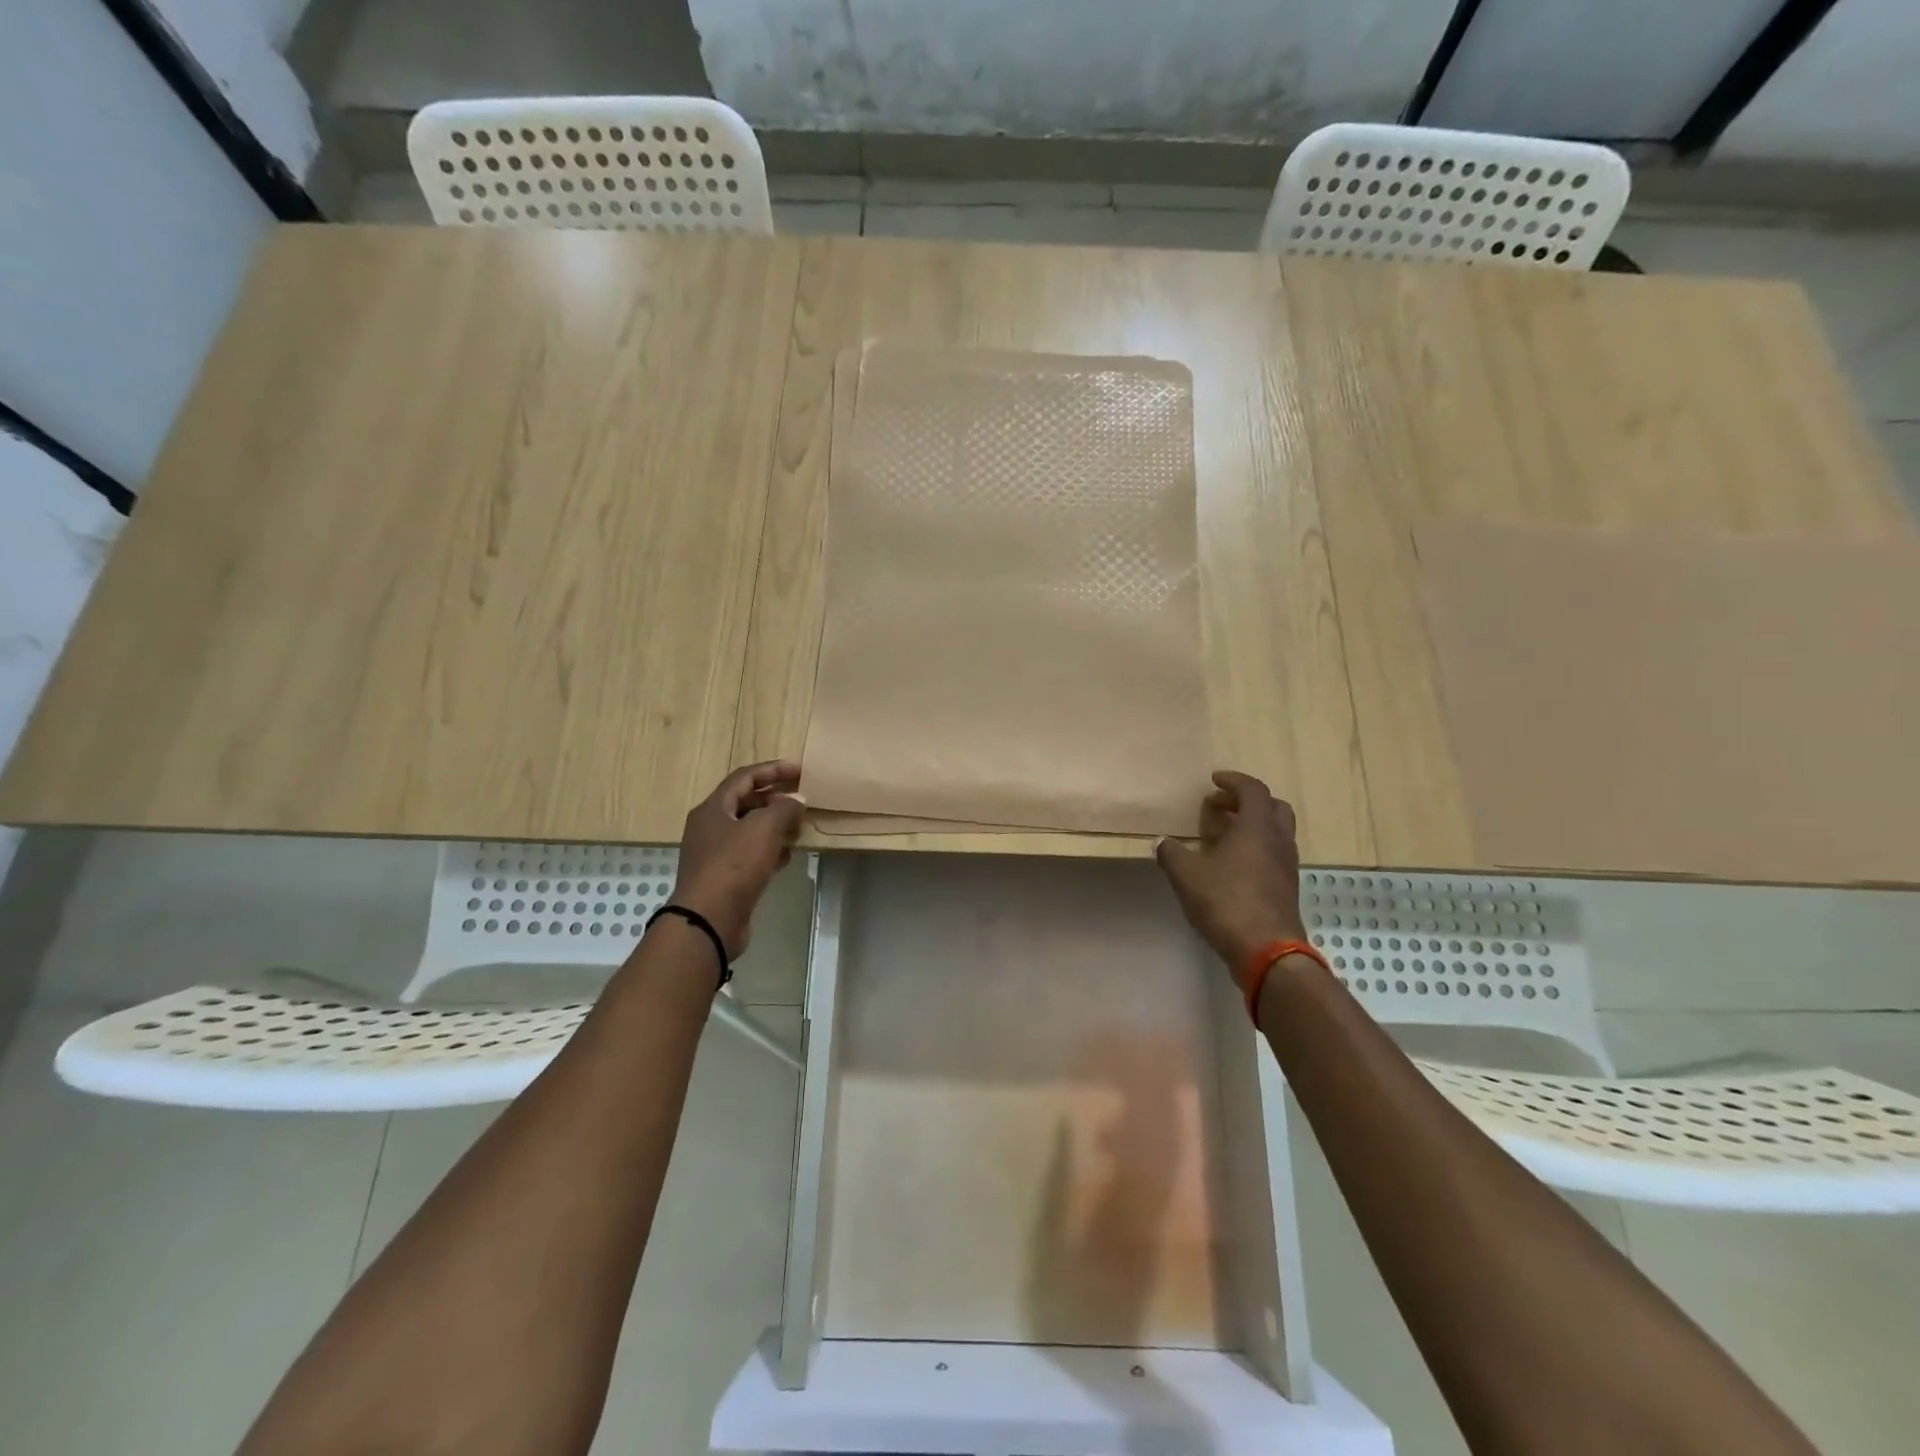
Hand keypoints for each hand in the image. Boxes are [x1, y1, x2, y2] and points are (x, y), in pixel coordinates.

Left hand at [669, 760, 804, 956]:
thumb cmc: (734, 865)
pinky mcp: (723, 877)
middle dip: (775, 800)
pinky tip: (787, 857)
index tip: (800, 771)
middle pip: (746, 802)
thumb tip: (797, 800)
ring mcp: (714, 854)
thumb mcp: (764, 828)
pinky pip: (749, 854)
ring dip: (774, 826)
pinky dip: (769, 850)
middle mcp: (710, 827)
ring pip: (749, 830)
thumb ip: (784, 809)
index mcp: (713, 808)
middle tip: (801, 802)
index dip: (772, 770)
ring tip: (799, 829)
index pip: (744, 777)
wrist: (708, 920)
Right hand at [1155, 770, 1307, 969]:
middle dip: (1247, 801)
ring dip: (1253, 825)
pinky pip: (1274, 854)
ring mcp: (1286, 865)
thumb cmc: (1226, 902)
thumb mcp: (1187, 875)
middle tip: (1221, 806)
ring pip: (1276, 832)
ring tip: (1224, 835)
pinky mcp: (1287, 887)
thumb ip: (1172, 853)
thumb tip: (1161, 842)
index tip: (1214, 781)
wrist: (1266, 950)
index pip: (1253, 790)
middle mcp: (1278, 840)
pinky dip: (1256, 848)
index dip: (1233, 781)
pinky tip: (1233, 864)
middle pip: (1273, 806)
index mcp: (1256, 827)